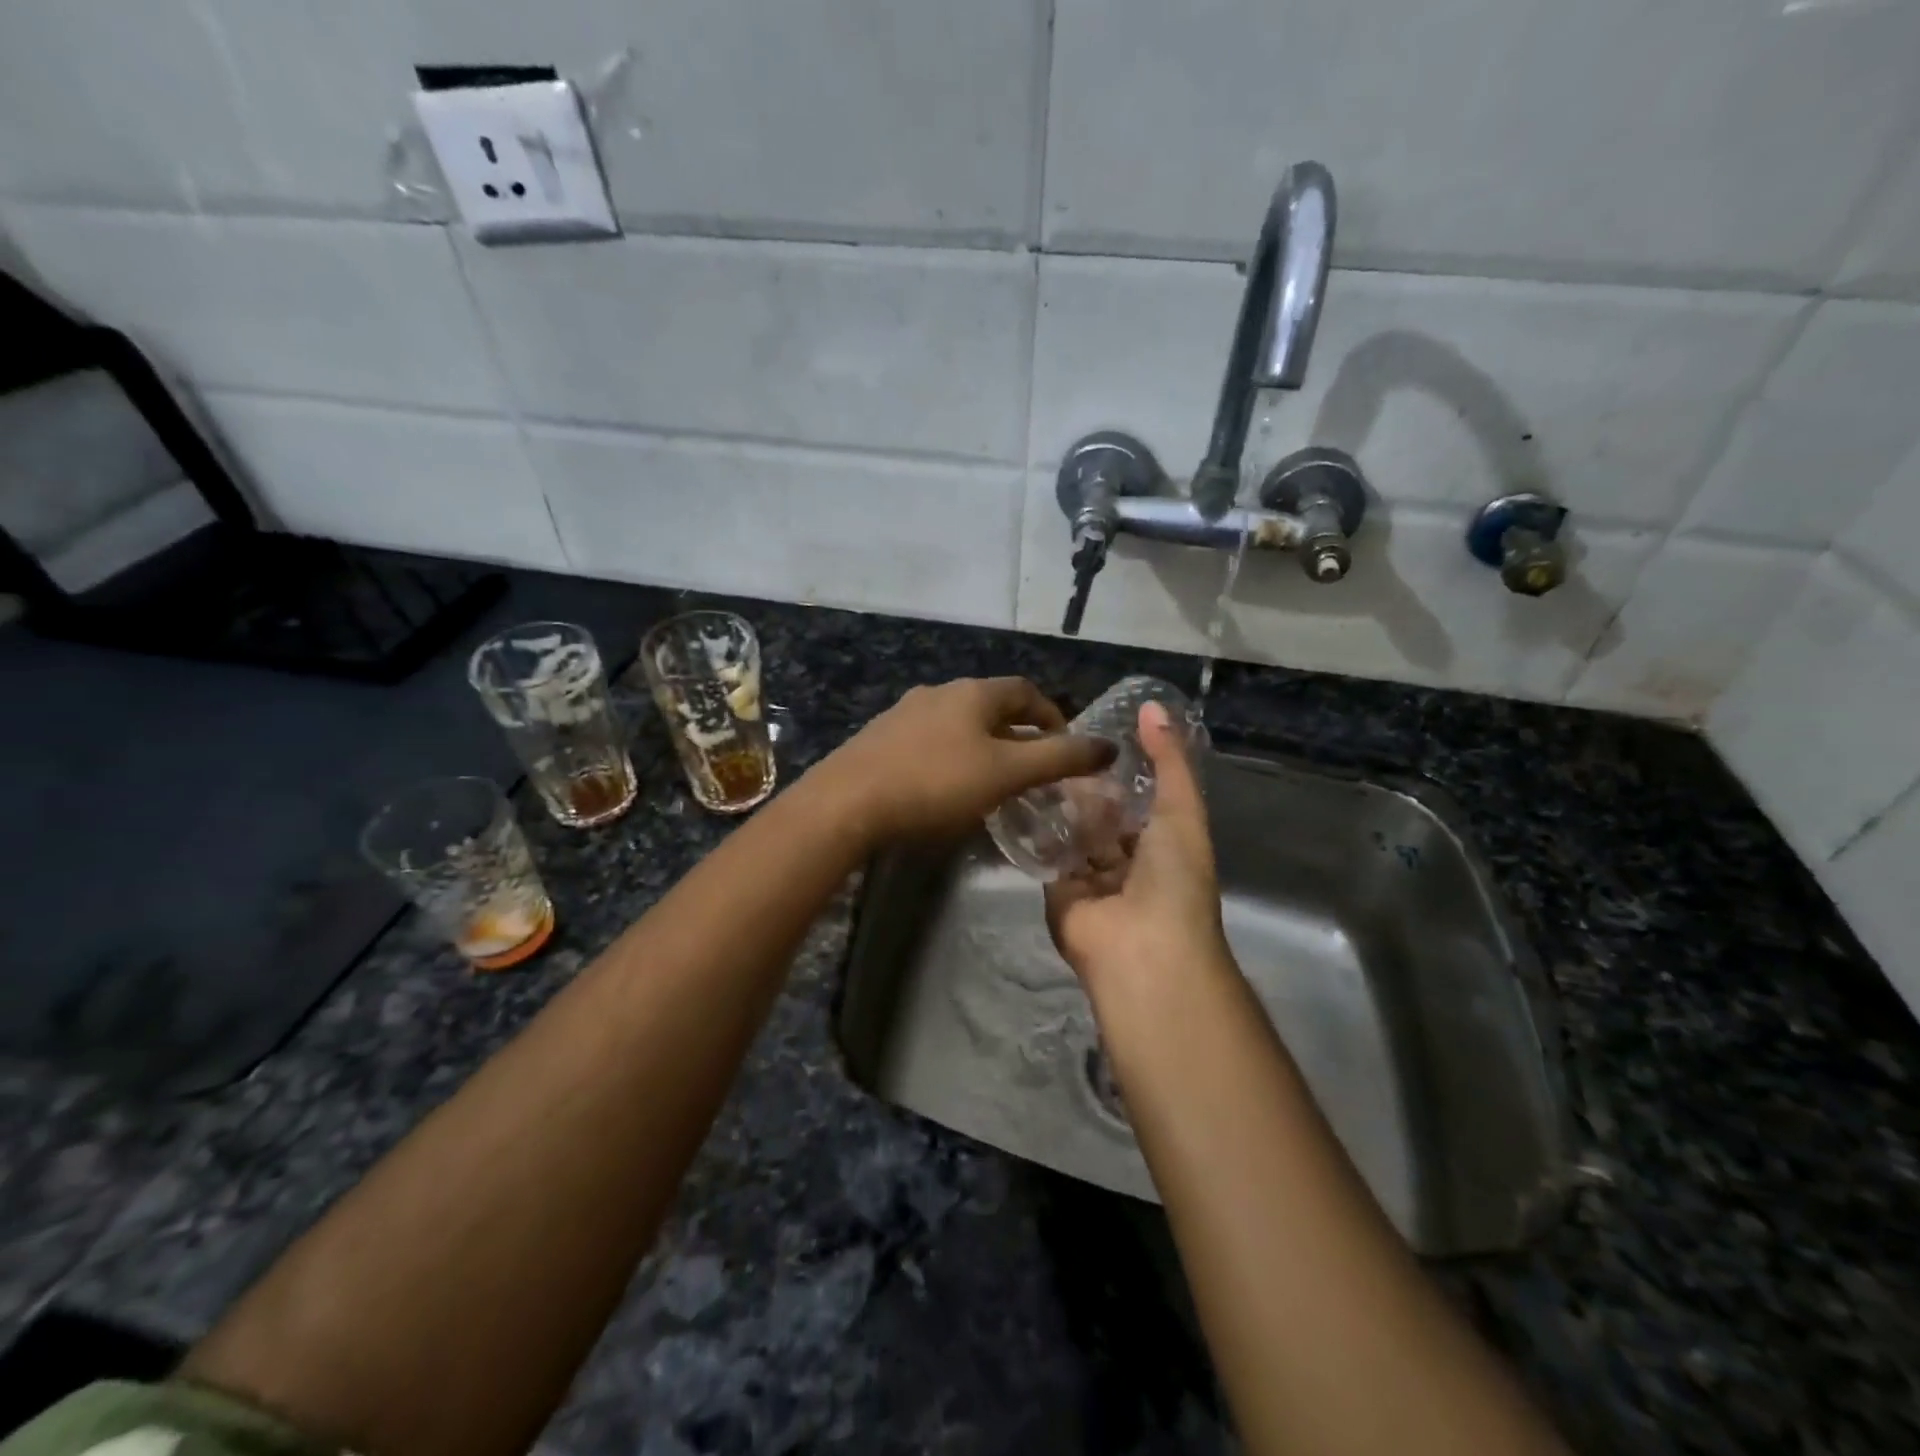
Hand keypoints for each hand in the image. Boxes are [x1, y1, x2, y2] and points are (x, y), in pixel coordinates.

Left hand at [810, 677, 1112, 845]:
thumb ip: (1060, 759)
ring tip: (993, 779)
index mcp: (973, 693)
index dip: (1052, 715)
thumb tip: (1109, 746)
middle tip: (1033, 767)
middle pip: (991, 705)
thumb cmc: (936, 783)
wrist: (848, 802)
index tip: (1065, 745)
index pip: (1025, 691)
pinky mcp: (880, 739)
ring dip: (983, 745)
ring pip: (958, 724)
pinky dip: (951, 756)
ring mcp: (904, 714)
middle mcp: (939, 693)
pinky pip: (930, 741)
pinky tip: (945, 786)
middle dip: (1018, 732)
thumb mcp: (1006, 773)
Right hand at [1045, 701, 1228, 997]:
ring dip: (1057, 805)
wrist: (1143, 950)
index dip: (1120, 769)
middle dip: (1083, 787)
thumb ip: (1168, 760)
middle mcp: (1126, 862)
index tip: (1093, 731)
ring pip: (1071, 834)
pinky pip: (1046, 855)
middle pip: (1100, 817)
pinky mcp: (1056, 892)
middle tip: (1053, 744)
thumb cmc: (1172, 878)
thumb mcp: (1181, 809)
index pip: (1137, 800)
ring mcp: (1090, 880)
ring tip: (1031, 759)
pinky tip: (1016, 793)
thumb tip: (1152, 706)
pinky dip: (1035, 831)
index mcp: (1162, 844)